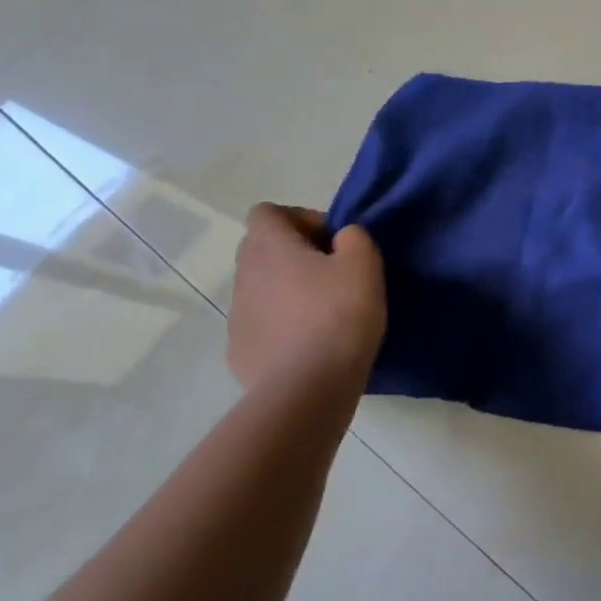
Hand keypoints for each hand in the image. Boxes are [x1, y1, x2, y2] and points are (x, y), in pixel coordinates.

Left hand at [226, 204, 385, 403]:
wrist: (308, 388)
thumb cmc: (339, 314)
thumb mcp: (364, 263)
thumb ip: (353, 237)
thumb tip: (339, 240)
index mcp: (270, 247)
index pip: (267, 212)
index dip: (300, 217)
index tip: (331, 241)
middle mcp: (244, 275)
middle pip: (262, 248)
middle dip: (295, 253)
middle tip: (333, 274)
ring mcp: (237, 316)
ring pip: (262, 288)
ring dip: (289, 290)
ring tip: (325, 313)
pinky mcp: (239, 351)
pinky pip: (262, 324)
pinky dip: (282, 325)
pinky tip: (310, 344)